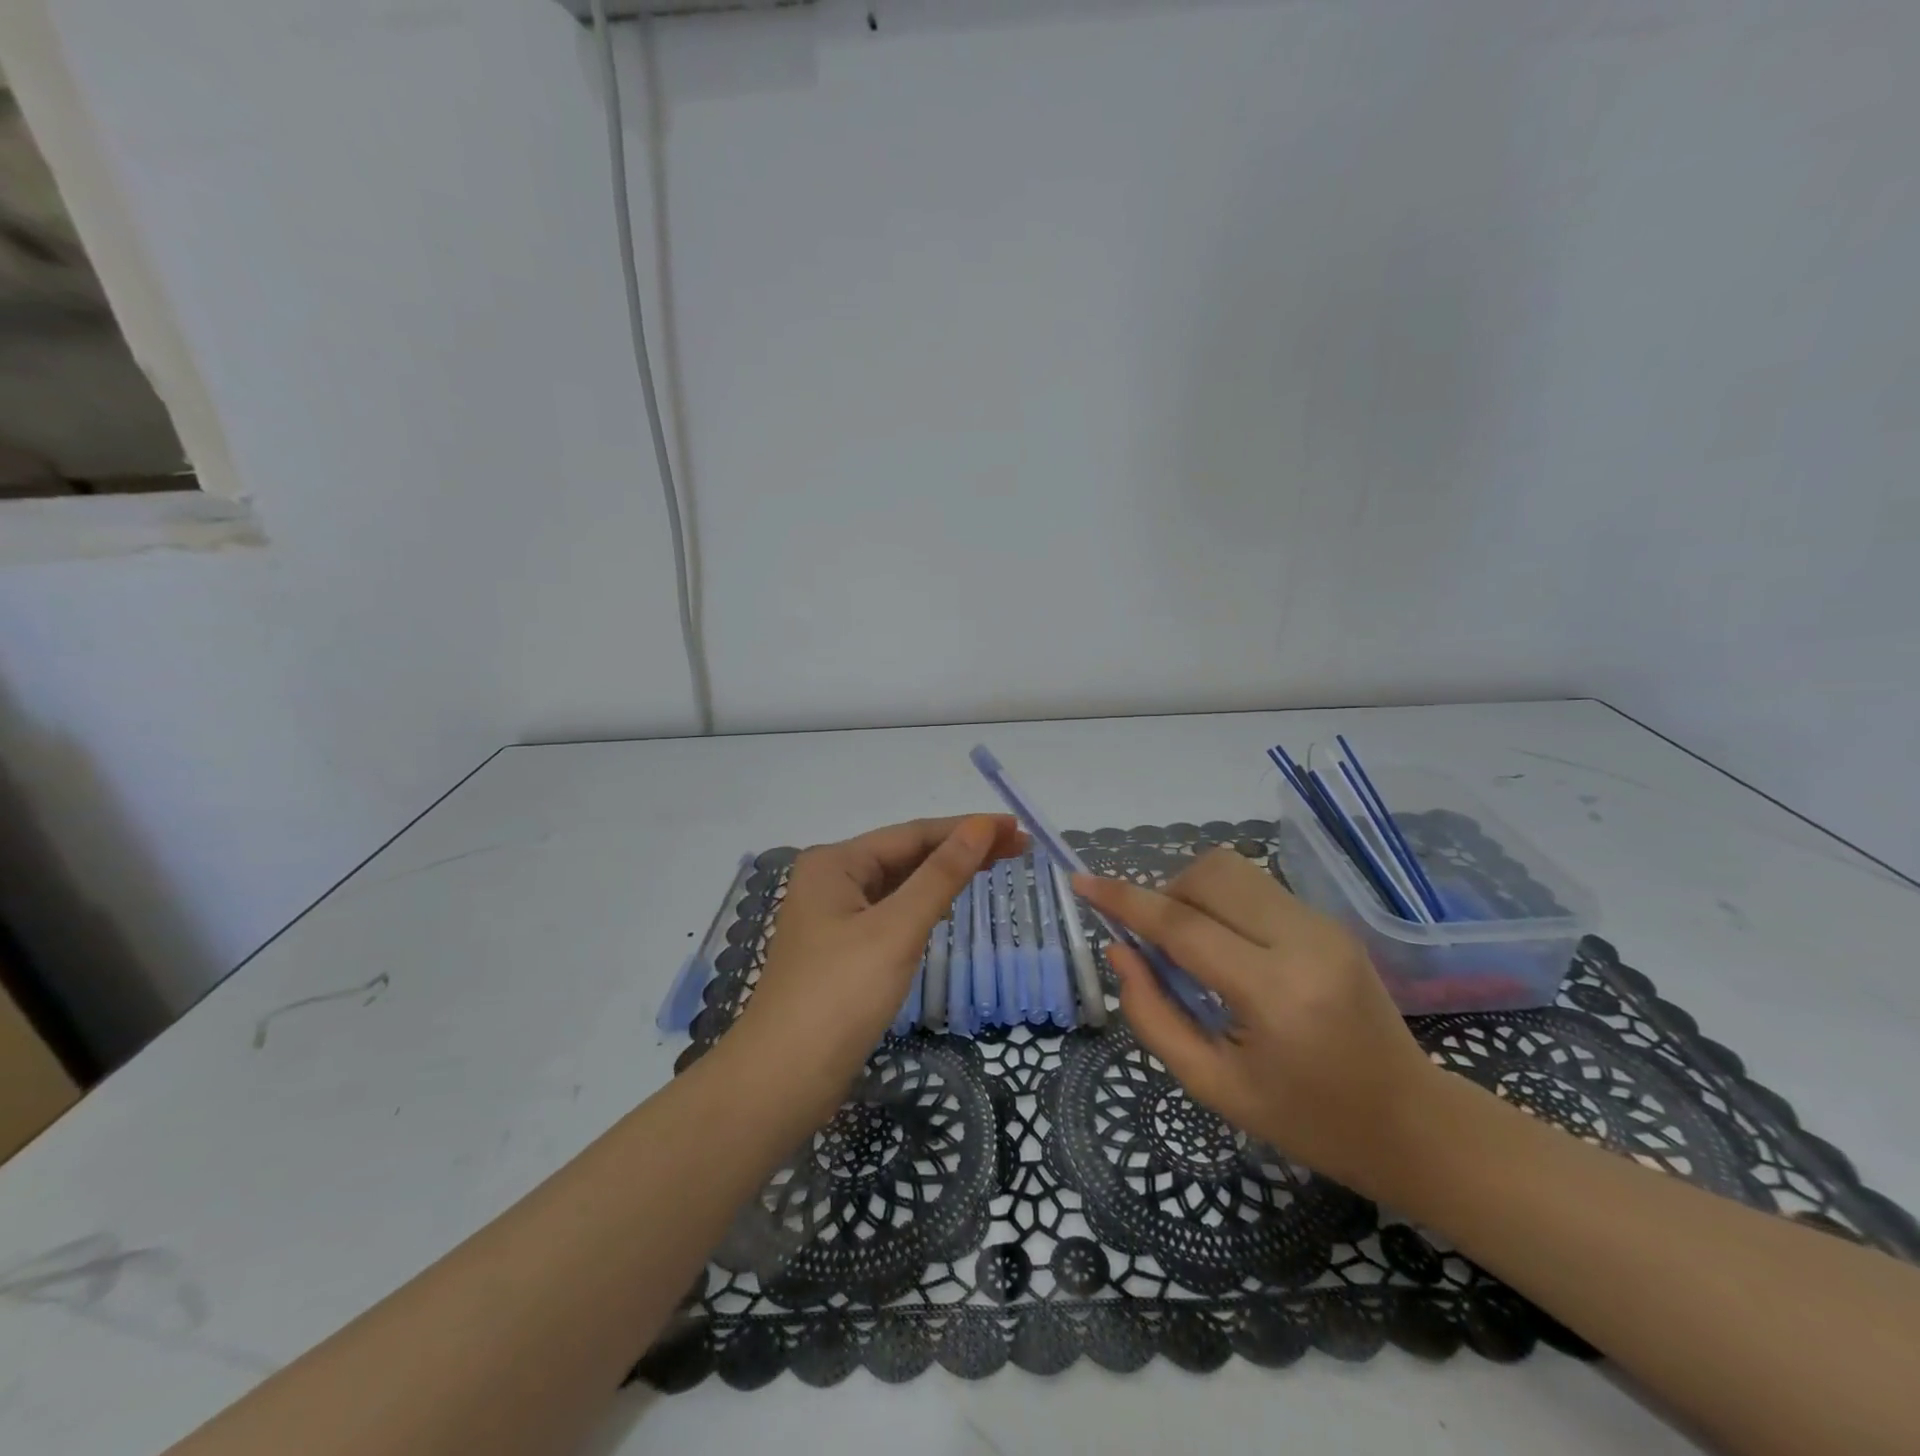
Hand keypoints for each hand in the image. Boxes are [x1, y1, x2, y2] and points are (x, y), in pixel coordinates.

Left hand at [729, 815, 1024, 1122]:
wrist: (782, 1082)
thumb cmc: (840, 996)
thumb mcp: (896, 929)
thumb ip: (941, 875)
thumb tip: (980, 826)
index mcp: (835, 863)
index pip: (912, 834)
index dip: (966, 829)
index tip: (1015, 827)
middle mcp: (831, 881)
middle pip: (906, 855)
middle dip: (960, 849)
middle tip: (1018, 847)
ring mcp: (834, 918)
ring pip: (900, 885)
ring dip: (945, 875)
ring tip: (995, 866)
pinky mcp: (842, 951)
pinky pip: (892, 914)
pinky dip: (924, 905)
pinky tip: (949, 905)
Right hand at [1075, 848, 1438, 1197]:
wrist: (1411, 1124)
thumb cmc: (1308, 1120)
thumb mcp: (1214, 1087)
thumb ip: (1153, 1017)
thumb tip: (1119, 952)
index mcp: (1275, 993)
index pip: (1183, 926)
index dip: (1124, 900)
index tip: (1081, 882)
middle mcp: (1304, 942)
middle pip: (1210, 875)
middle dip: (1165, 894)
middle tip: (1156, 943)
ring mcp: (1323, 925)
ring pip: (1233, 871)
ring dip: (1192, 893)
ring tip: (1191, 946)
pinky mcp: (1329, 922)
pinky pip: (1256, 888)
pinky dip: (1221, 904)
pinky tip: (1227, 951)